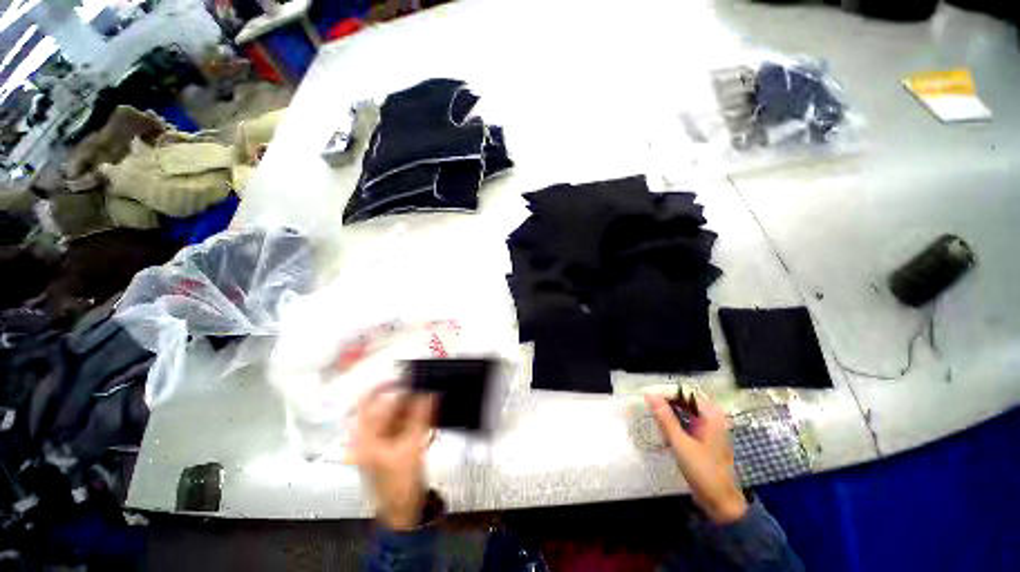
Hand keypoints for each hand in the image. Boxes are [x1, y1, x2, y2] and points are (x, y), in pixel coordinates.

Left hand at [352, 388, 432, 529]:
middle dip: (407, 398)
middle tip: (427, 390)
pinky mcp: (390, 445)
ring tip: (430, 403)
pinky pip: (402, 424)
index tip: (407, 377)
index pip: (369, 401)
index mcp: (364, 436)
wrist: (402, 512)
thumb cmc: (400, 481)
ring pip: (396, 415)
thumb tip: (429, 391)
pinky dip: (414, 419)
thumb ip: (420, 416)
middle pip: (385, 407)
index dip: (385, 385)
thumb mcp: (412, 446)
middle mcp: (368, 435)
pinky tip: (428, 417)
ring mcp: (379, 441)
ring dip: (413, 408)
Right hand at [645, 393, 747, 524]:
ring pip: (683, 410)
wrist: (721, 502)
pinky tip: (661, 426)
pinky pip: (685, 420)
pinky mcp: (704, 436)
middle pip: (683, 400)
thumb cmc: (703, 472)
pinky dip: (673, 421)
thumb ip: (665, 417)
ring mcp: (709, 426)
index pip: (683, 393)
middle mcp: (712, 416)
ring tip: (649, 412)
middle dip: (664, 401)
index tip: (644, 395)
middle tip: (644, 403)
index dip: (663, 392)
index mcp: (710, 414)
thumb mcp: (680, 443)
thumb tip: (649, 394)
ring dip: (667, 411)